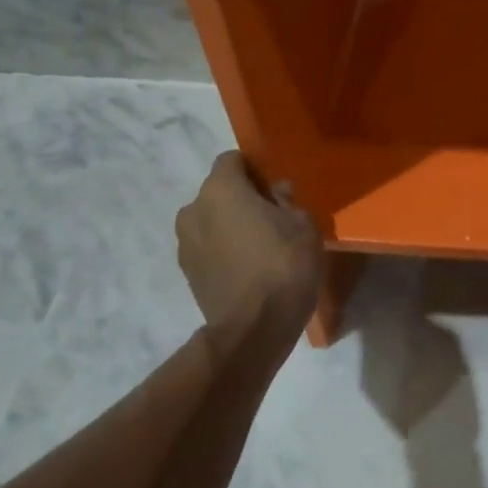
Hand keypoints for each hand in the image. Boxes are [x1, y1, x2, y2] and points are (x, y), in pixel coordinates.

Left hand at [176, 152, 322, 340]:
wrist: (254, 327)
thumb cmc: (284, 264)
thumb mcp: (302, 224)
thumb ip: (286, 201)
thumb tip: (275, 192)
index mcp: (220, 189)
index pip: (232, 159)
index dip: (253, 168)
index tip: (274, 186)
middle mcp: (193, 209)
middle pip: (219, 191)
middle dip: (241, 198)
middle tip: (272, 216)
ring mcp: (184, 243)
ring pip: (211, 221)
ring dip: (230, 225)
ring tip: (259, 246)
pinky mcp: (187, 272)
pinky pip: (207, 248)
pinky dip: (223, 250)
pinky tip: (248, 268)